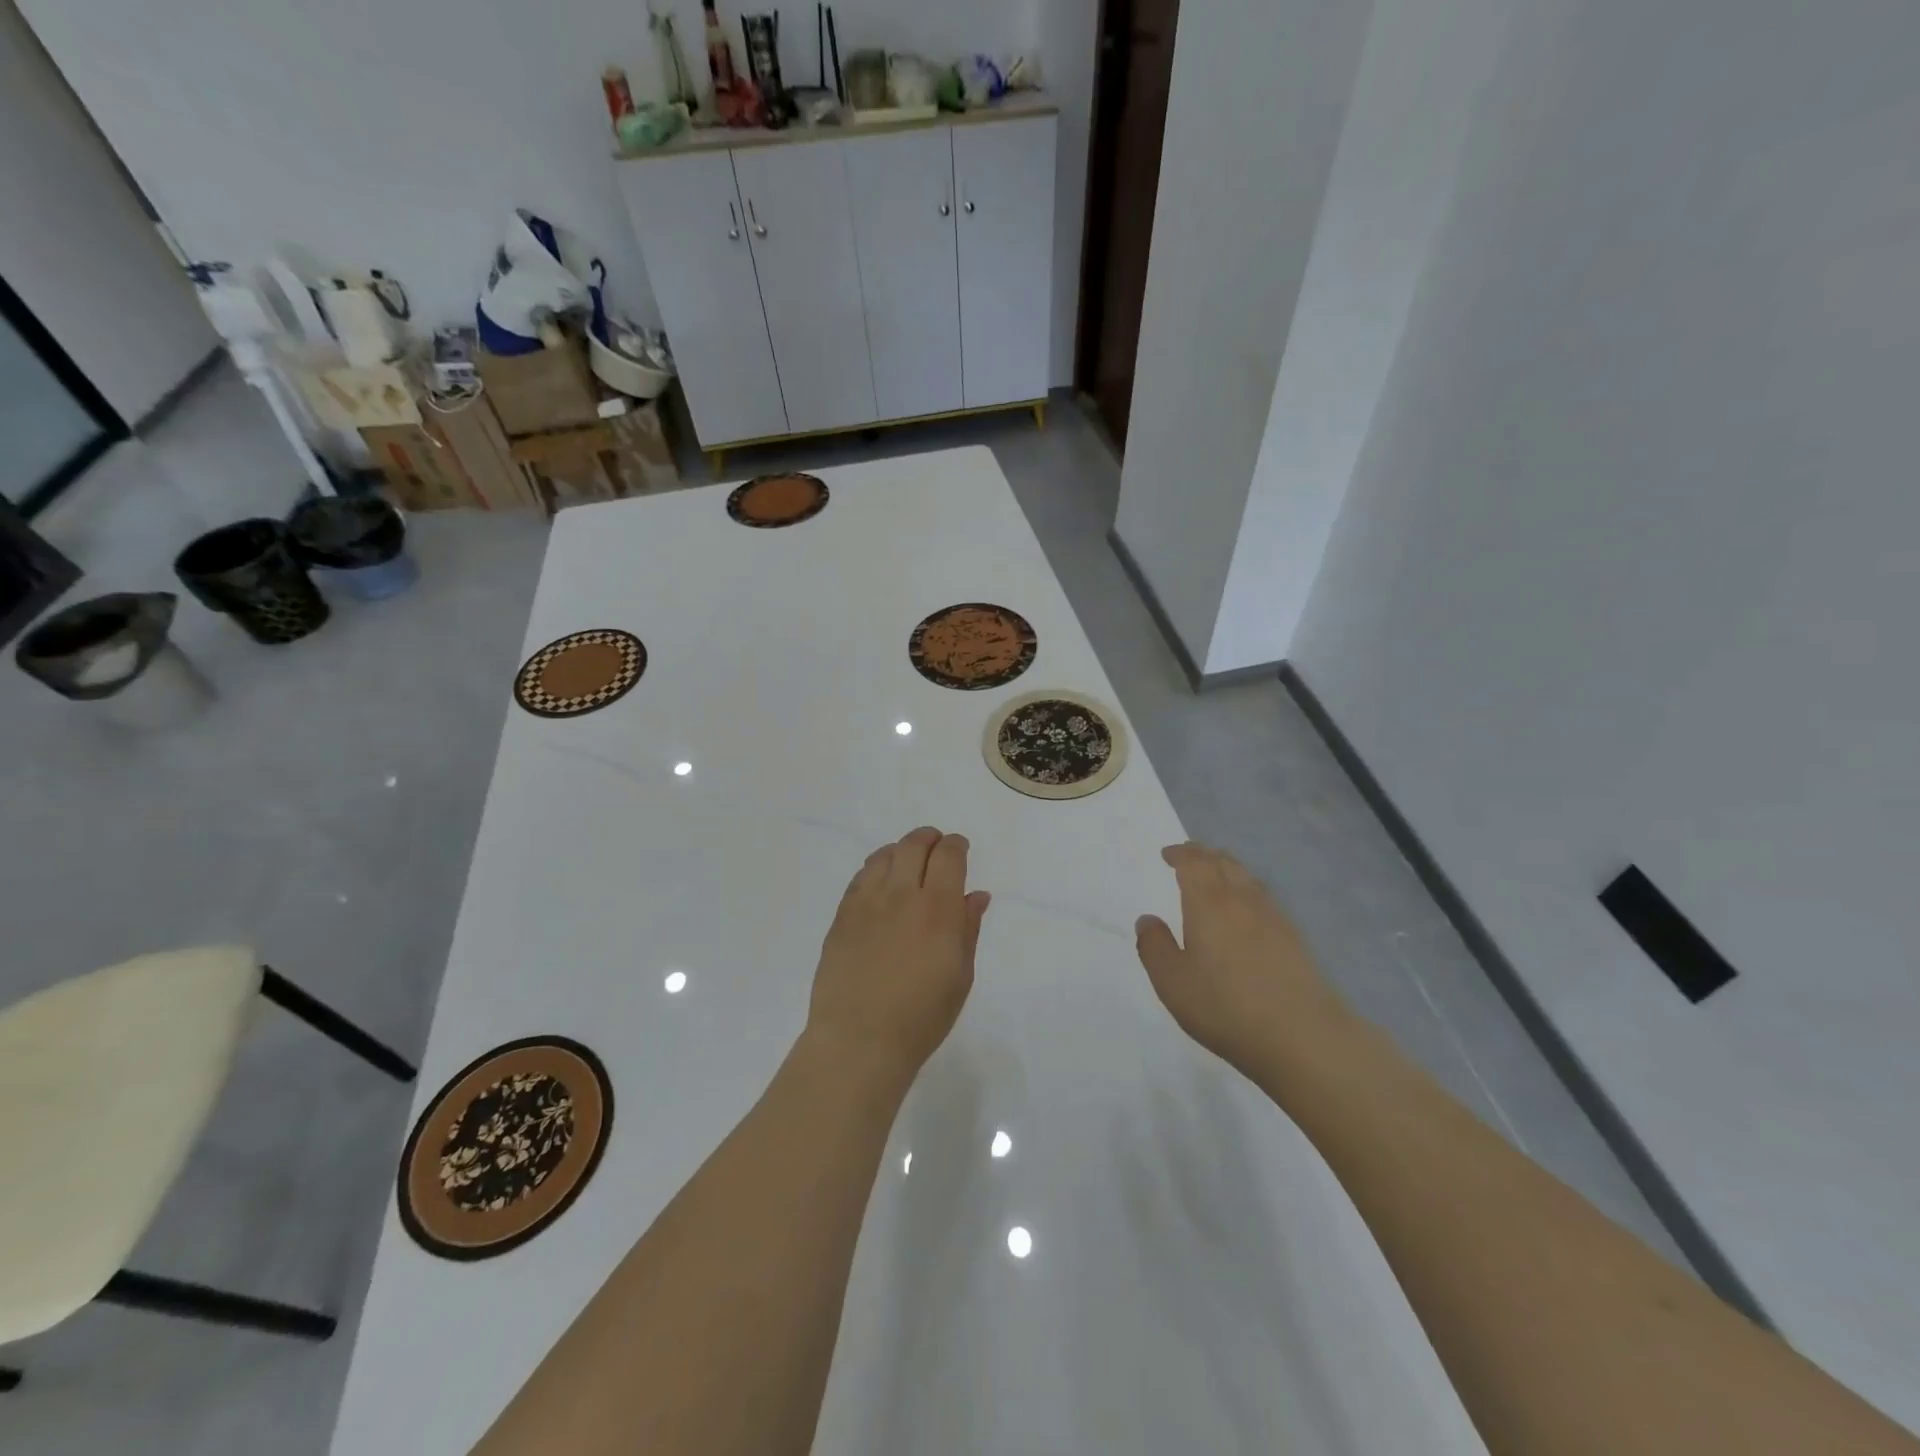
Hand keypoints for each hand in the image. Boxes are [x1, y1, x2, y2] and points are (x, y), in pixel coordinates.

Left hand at [806, 827, 990, 1086]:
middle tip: (936, 846)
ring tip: (908, 860)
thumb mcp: (960, 976)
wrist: (860, 1040)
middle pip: (914, 845)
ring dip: (901, 850)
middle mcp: (902, 895)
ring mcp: (867, 903)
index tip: (960, 848)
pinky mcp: (842, 915)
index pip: (948, 856)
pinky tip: (881, 880)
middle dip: (929, 839)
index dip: (956, 845)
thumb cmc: (922, 1016)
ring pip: (885, 855)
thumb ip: (968, 928)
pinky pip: (860, 877)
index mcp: (937, 909)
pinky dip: (876, 868)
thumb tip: (976, 895)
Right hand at [1135, 842, 1344, 1076]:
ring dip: (1227, 871)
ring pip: (1247, 878)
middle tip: (1188, 860)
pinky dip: (1247, 893)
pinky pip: (1264, 899)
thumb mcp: (1172, 982)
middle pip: (1224, 862)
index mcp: (1208, 903)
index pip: (1194, 862)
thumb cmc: (1226, 1007)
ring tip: (1215, 881)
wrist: (1304, 1037)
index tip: (1167, 855)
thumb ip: (1154, 947)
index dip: (1179, 853)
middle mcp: (1242, 900)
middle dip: (1203, 856)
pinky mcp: (1295, 939)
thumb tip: (1147, 920)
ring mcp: (1274, 917)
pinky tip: (1245, 915)